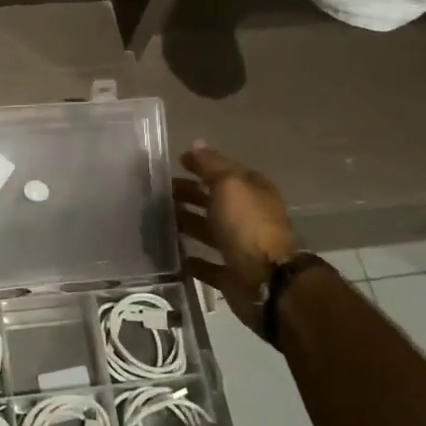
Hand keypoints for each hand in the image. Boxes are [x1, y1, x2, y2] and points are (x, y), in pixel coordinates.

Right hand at [172, 143, 302, 334]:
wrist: (266, 281)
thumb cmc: (247, 225)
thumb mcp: (228, 184)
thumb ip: (210, 165)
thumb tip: (196, 144)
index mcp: (253, 191)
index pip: (224, 171)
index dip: (202, 164)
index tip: (176, 162)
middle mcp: (248, 216)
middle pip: (214, 200)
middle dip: (189, 193)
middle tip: (160, 191)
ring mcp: (240, 246)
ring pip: (208, 229)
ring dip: (187, 222)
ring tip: (159, 219)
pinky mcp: (231, 274)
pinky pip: (207, 264)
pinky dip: (192, 258)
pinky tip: (173, 253)